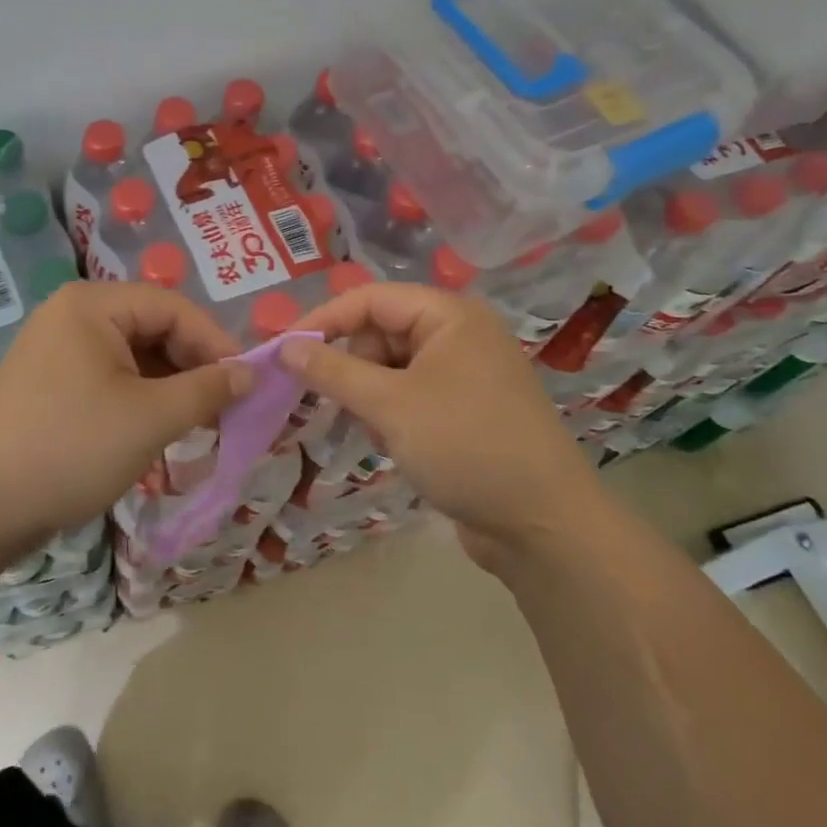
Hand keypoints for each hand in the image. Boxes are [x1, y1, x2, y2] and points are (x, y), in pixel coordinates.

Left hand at [0, 281, 250, 547]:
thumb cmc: (71, 447)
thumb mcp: (150, 418)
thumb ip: (207, 390)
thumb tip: (249, 374)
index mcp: (92, 305)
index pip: (173, 308)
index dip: (215, 342)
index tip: (248, 382)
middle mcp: (71, 316)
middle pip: (151, 329)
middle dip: (191, 367)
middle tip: (225, 408)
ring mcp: (55, 351)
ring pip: (131, 357)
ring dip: (168, 387)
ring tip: (197, 424)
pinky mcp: (48, 385)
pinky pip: (107, 379)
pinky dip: (138, 400)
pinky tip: (156, 431)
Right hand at [283, 283, 599, 555]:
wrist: (544, 527)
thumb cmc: (465, 446)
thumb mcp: (390, 405)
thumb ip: (332, 371)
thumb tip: (285, 347)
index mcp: (449, 316)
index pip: (370, 299)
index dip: (323, 320)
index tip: (282, 350)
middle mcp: (459, 335)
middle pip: (380, 332)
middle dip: (349, 364)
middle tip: (323, 399)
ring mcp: (464, 375)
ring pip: (391, 367)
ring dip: (367, 394)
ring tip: (365, 428)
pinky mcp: (464, 411)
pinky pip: (409, 395)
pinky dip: (388, 413)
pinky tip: (389, 443)